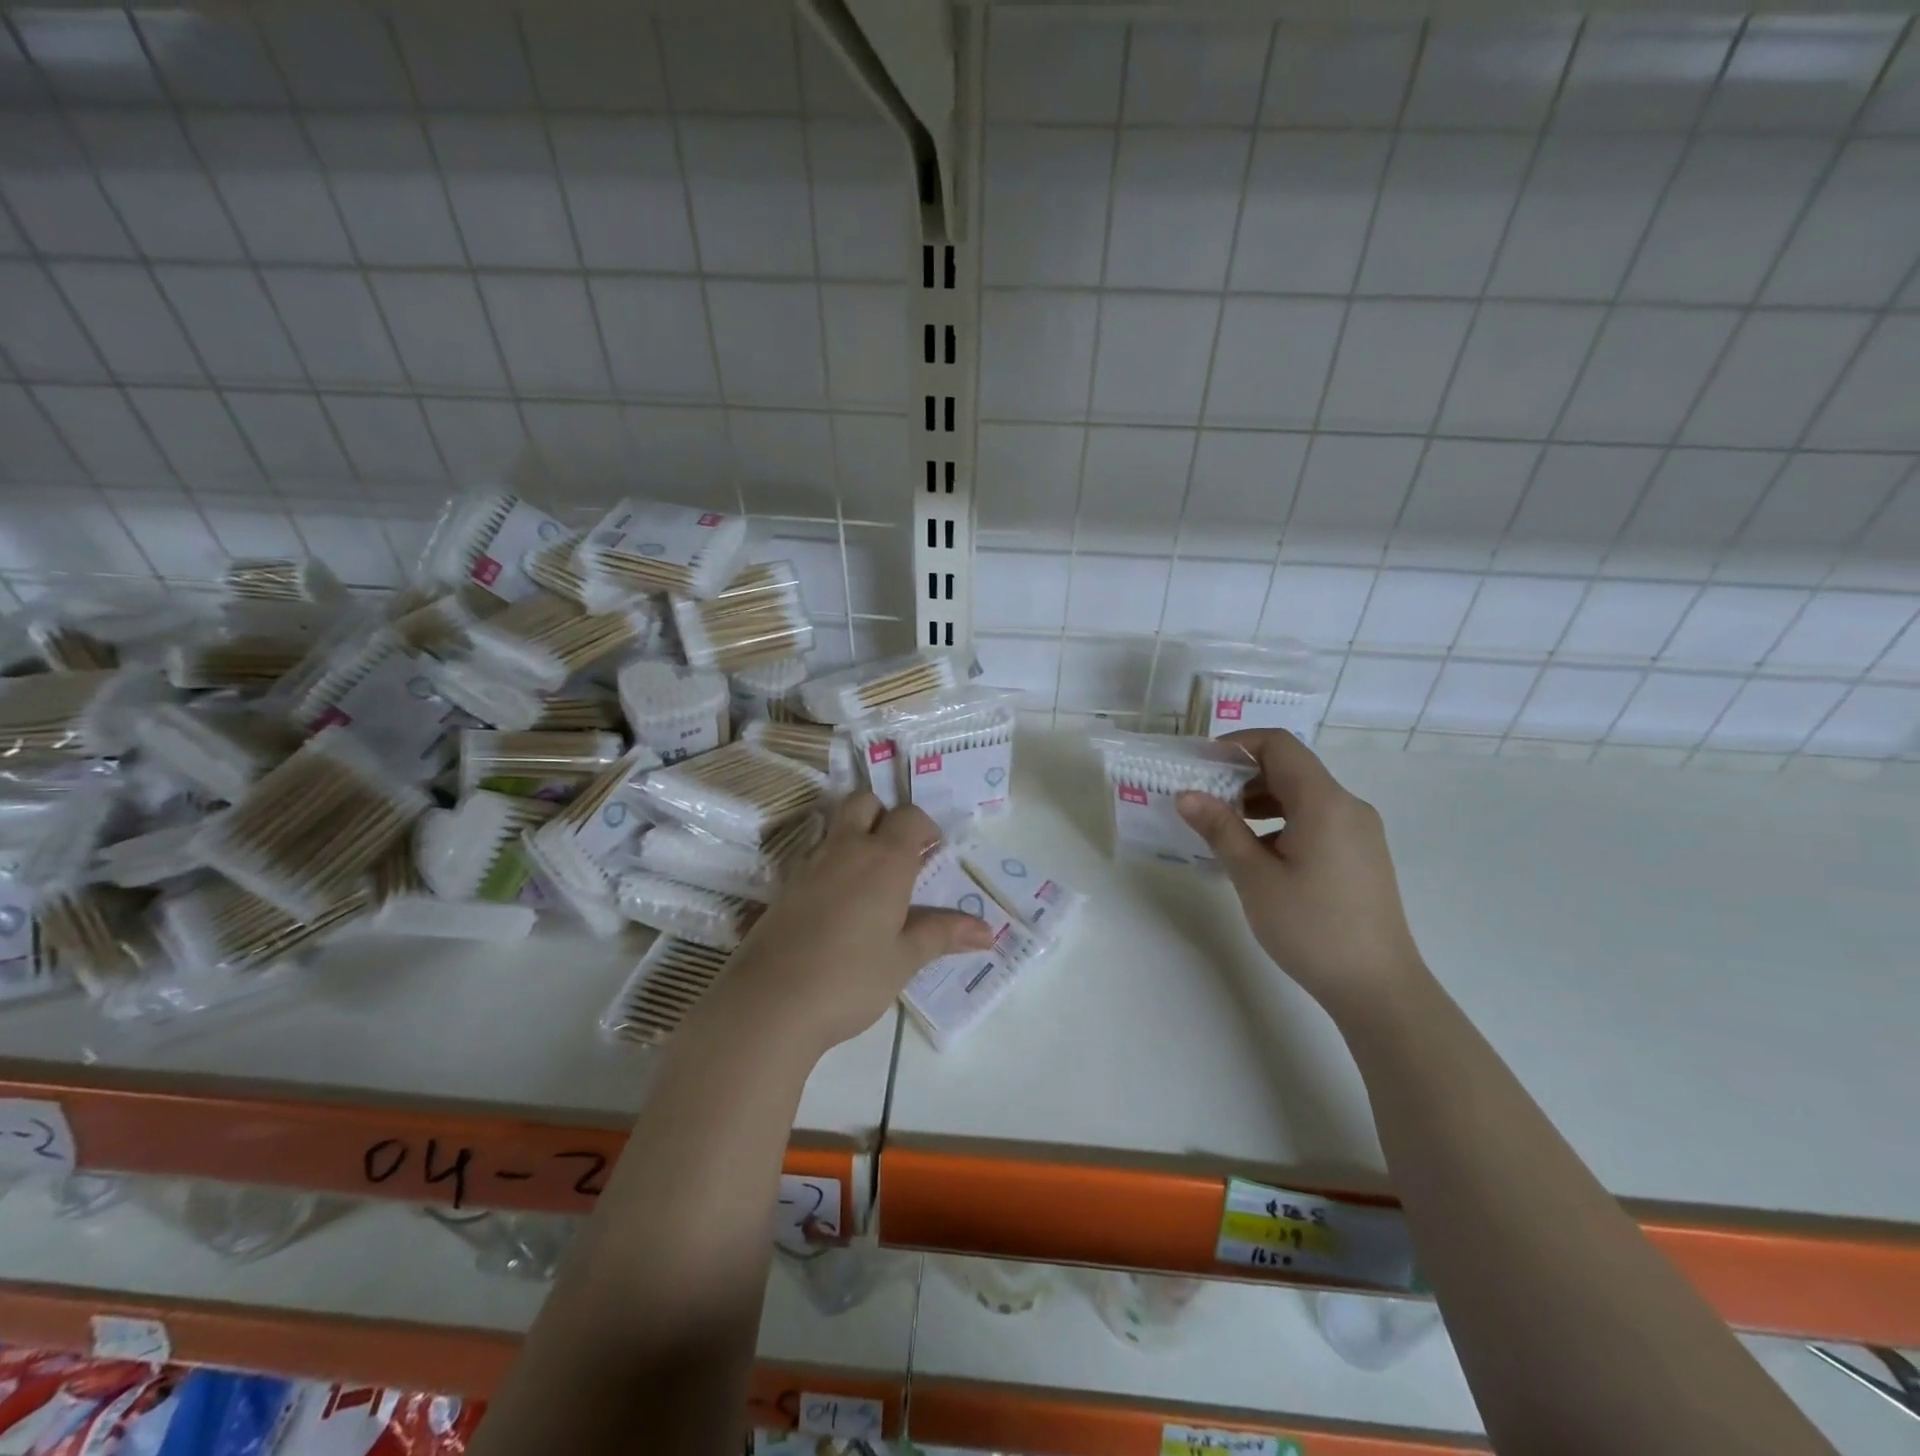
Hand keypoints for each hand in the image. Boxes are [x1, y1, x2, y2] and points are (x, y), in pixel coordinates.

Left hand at [720, 793, 993, 1054]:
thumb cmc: (850, 979)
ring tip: (870, 878)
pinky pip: (814, 855)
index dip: (926, 827)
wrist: (770, 1002)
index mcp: (885, 860)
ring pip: (835, 825)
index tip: (934, 852)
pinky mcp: (784, 886)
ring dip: (855, 835)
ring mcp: (810, 865)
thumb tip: (988, 932)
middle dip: (884, 815)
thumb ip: (943, 935)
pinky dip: (831, 862)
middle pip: (864, 802)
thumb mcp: (903, 959)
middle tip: (899, 852)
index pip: (910, 817)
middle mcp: (847, 850)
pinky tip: (837, 902)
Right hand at [1176, 730, 1428, 1019]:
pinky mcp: (1361, 855)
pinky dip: (1282, 822)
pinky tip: (1258, 855)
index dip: (1237, 744)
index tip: (1201, 765)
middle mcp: (1347, 806)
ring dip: (1260, 801)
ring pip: (1303, 796)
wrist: (1378, 987)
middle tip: (1203, 800)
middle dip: (1243, 775)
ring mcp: (1359, 831)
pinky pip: (1316, 819)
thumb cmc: (1311, 927)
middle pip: (1290, 768)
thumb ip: (1220, 828)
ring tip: (1224, 829)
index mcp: (1324, 802)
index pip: (1279, 745)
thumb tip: (1186, 794)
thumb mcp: (1254, 877)